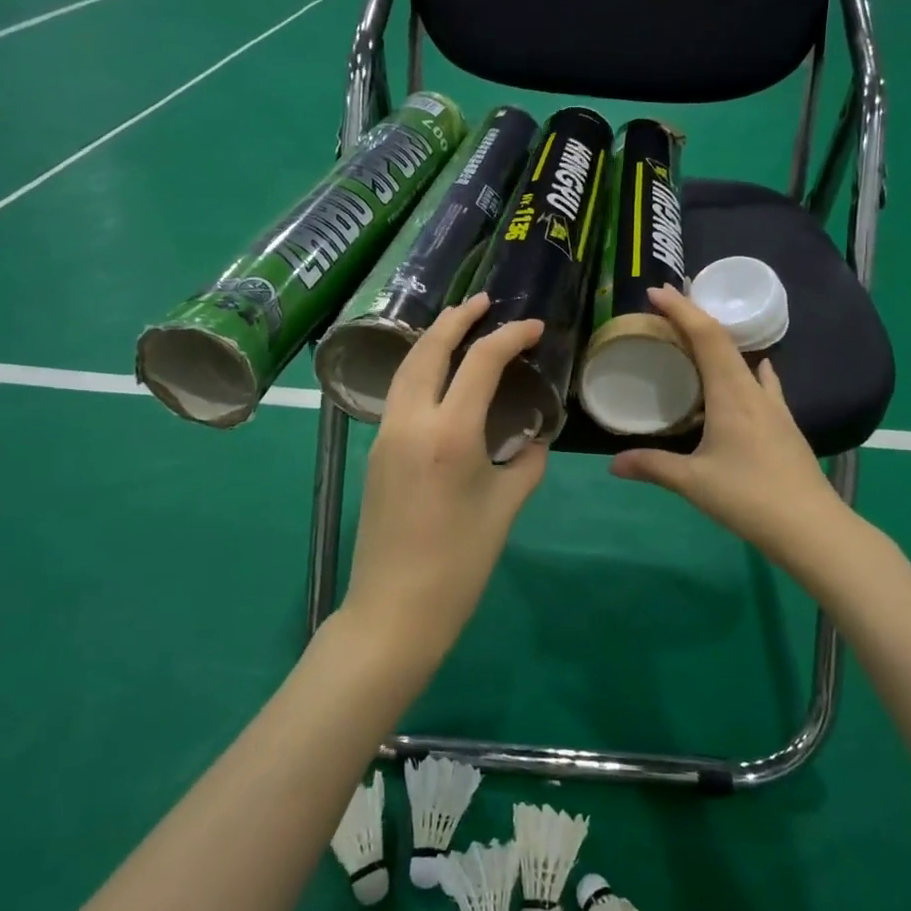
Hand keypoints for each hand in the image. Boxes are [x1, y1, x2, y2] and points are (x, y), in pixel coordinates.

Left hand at [340, 293, 547, 664]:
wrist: (394, 609)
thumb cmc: (459, 563)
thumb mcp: (504, 508)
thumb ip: (525, 463)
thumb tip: (534, 437)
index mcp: (450, 434)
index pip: (480, 362)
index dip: (509, 337)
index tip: (534, 328)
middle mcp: (411, 422)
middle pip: (428, 350)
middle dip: (456, 319)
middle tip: (483, 302)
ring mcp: (386, 435)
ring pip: (406, 369)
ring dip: (432, 340)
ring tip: (459, 326)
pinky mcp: (376, 452)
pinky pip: (399, 394)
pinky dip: (420, 370)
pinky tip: (440, 377)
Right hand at [611, 286, 847, 573]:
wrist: (812, 527)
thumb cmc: (749, 498)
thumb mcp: (693, 483)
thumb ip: (652, 467)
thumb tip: (614, 464)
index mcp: (731, 395)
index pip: (706, 337)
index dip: (681, 310)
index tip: (656, 292)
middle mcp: (754, 392)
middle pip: (724, 342)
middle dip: (695, 318)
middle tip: (665, 308)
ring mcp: (775, 408)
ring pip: (744, 360)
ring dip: (719, 343)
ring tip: (696, 339)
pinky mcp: (784, 426)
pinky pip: (763, 384)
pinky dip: (750, 369)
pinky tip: (756, 372)